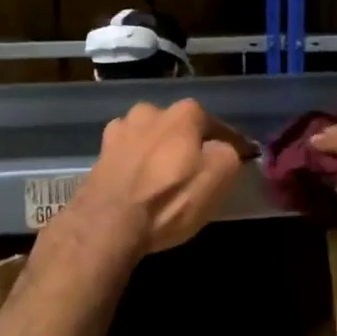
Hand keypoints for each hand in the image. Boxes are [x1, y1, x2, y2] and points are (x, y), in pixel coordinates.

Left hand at [63, 100, 253, 257]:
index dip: (228, 145)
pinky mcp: (100, 153)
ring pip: (150, 138)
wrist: (108, 224)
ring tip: (163, 180)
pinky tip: (138, 184)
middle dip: (188, 145)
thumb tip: (223, 148)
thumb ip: (228, 153)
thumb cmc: (170, 199)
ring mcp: (120, 130)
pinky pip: (128, 155)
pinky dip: (136, 165)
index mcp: (184, 112)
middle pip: (179, 128)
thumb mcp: (218, 177)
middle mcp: (150, 111)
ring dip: (158, 152)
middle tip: (195, 172)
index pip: (216, 126)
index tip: (236, 162)